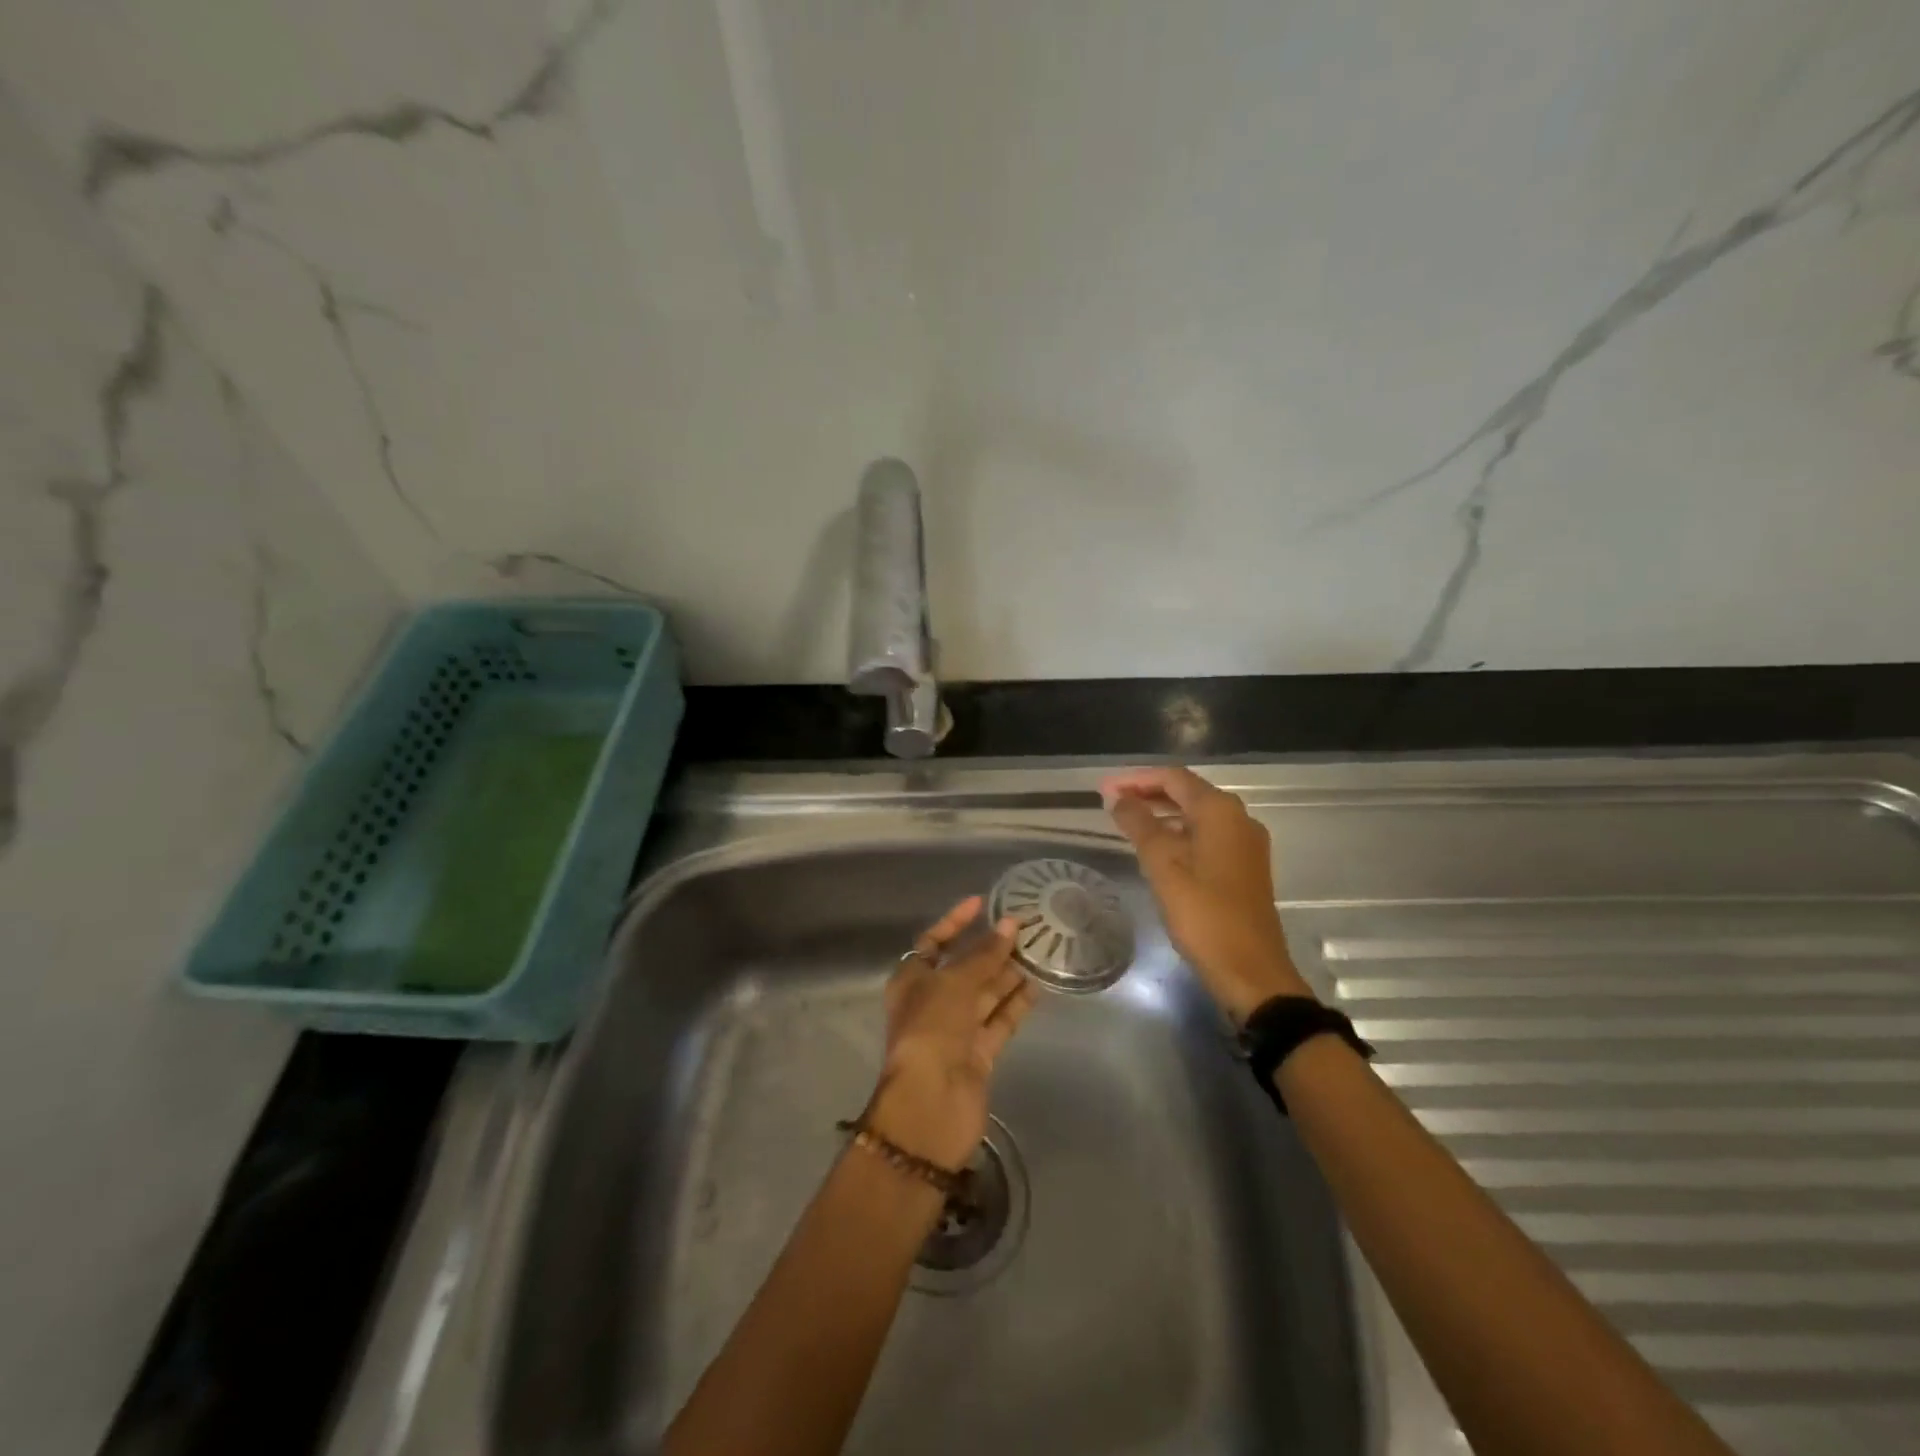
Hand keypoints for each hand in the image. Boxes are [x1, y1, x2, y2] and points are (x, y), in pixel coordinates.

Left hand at [862, 896, 1038, 1170]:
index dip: (956, 921)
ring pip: (986, 993)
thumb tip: (1011, 924)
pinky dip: (1016, 1003)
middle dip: (991, 947)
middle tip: (1026, 926)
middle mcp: (932, 1001)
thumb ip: (985, 955)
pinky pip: (1000, 1019)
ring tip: (1040, 948)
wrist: (931, 1104)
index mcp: (911, 980)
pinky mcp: (979, 1052)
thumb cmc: (931, 1029)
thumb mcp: (955, 983)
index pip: (934, 941)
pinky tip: (1039, 984)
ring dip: (1009, 972)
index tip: (983, 903)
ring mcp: (956, 1029)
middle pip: (965, 966)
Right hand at [1102, 766, 1314, 1023]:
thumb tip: (1118, 798)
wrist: (1251, 970)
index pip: (1174, 778)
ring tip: (1128, 823)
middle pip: (1188, 792)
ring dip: (1163, 813)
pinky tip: (1158, 849)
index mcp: (1220, 812)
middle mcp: (1239, 819)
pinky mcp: (1246, 867)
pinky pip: (1208, 836)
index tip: (1104, 788)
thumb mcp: (1163, 866)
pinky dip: (1180, 833)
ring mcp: (1246, 844)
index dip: (1136, 779)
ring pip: (1198, 815)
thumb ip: (1139, 825)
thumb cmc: (1203, 915)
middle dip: (1149, 793)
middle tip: (1111, 802)